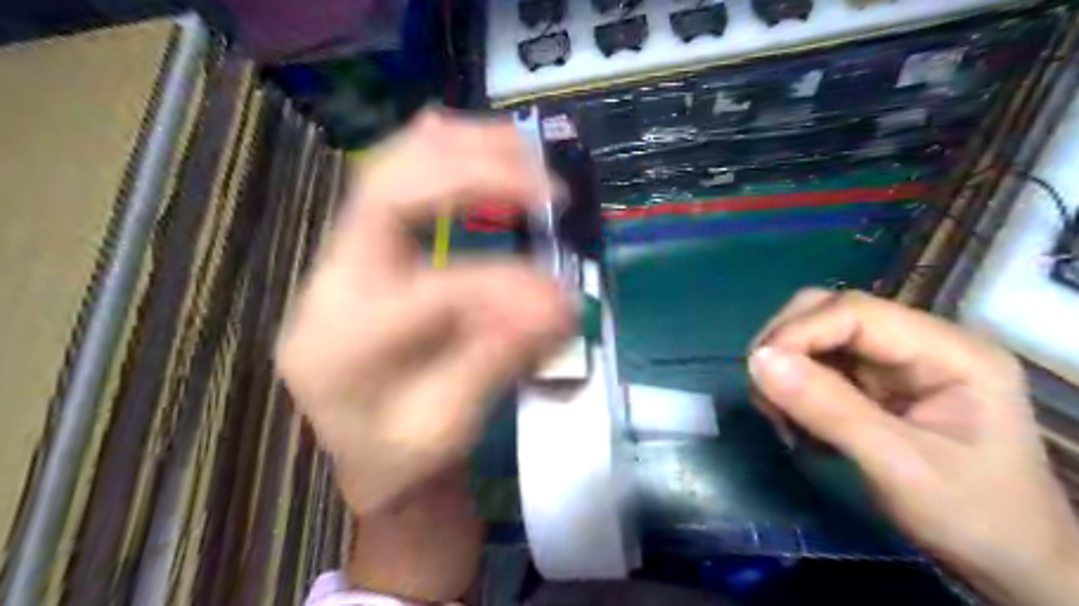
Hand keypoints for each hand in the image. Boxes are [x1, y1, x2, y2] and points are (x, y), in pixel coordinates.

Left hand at [278, 111, 572, 597]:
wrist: (366, 455)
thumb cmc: (405, 455)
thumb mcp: (452, 426)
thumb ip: (499, 358)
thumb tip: (561, 304)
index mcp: (343, 346)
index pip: (432, 290)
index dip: (506, 285)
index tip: (563, 297)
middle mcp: (328, 289)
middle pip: (387, 196)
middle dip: (473, 176)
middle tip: (545, 185)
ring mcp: (336, 263)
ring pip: (385, 173)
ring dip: (458, 151)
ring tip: (520, 152)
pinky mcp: (356, 254)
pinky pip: (389, 181)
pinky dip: (435, 153)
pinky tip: (469, 140)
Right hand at [747, 290, 1077, 604]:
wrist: (1009, 559)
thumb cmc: (972, 515)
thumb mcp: (899, 466)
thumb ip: (828, 409)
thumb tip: (756, 361)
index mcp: (949, 351)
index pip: (854, 312)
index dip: (798, 333)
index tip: (758, 372)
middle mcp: (919, 342)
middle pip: (830, 312)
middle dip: (786, 345)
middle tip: (764, 393)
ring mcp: (895, 361)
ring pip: (816, 336)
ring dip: (785, 369)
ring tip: (780, 417)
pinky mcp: (875, 382)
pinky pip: (817, 365)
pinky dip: (793, 388)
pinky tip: (795, 421)